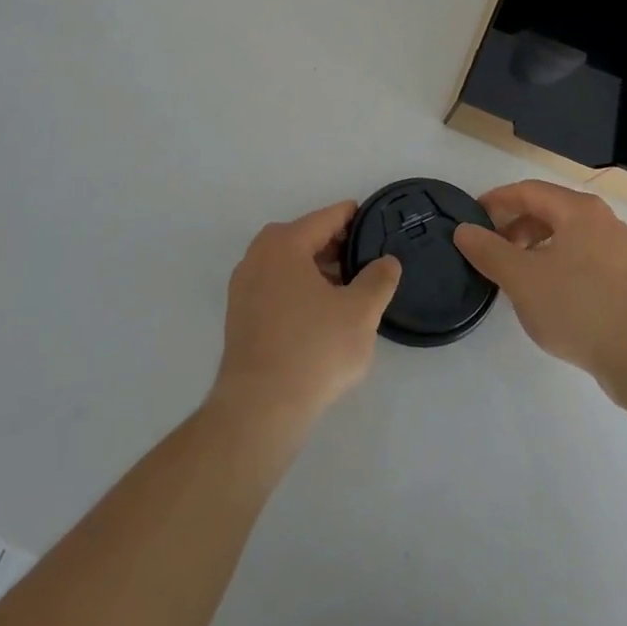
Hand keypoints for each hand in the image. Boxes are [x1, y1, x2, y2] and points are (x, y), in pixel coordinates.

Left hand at [210, 202, 401, 433]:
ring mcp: (243, 286)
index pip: (325, 218)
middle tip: (364, 260)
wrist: (259, 407)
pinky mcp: (238, 315)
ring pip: (287, 264)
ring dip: (316, 269)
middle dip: (334, 246)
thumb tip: (387, 262)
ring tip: (346, 289)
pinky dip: (297, 289)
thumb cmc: (314, 350)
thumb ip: (378, 280)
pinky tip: (319, 313)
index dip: (352, 217)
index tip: (373, 221)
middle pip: (303, 238)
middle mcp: (257, 255)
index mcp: (284, 243)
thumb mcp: (360, 313)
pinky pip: (274, 287)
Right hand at [454, 180, 626, 393]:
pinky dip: (559, 266)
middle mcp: (605, 221)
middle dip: (516, 227)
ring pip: (568, 238)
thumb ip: (488, 251)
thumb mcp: (522, 279)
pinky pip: (585, 260)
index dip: (496, 200)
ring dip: (536, 249)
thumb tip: (464, 229)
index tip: (472, 218)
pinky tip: (549, 297)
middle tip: (492, 251)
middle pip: (550, 211)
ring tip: (517, 277)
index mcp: (580, 210)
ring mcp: (623, 252)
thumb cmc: (580, 308)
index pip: (528, 191)